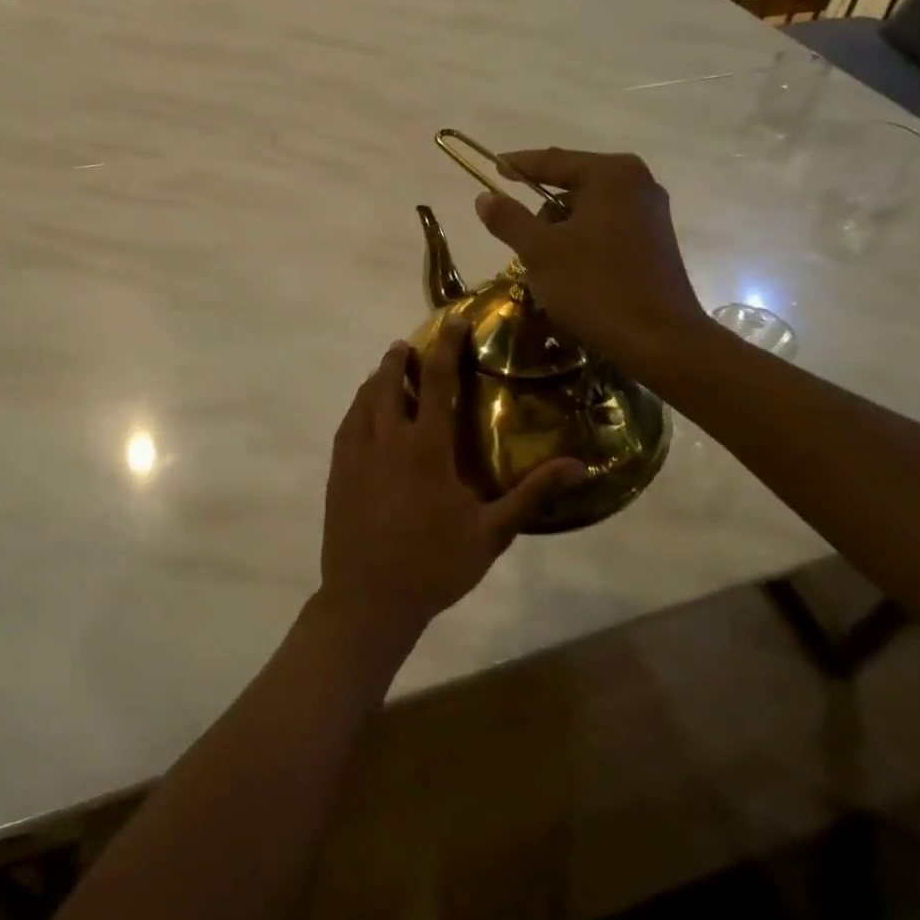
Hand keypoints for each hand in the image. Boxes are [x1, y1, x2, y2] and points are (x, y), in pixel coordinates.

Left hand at [319, 320, 585, 642]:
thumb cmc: (435, 565)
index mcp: (426, 447)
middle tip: (412, 346)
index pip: (437, 381)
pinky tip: (365, 413)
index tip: (453, 321)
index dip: (446, 346)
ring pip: (364, 400)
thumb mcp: (492, 532)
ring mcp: (356, 453)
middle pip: (390, 381)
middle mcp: (387, 439)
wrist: (368, 599)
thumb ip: (532, 494)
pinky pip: (347, 424)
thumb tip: (580, 466)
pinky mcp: (338, 471)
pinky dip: (359, 406)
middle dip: (401, 357)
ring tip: (389, 371)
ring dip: (378, 379)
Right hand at [473, 147, 707, 372]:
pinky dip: (582, 240)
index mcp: (611, 175)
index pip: (553, 161)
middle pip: (573, 183)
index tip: (493, 167)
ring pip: (589, 209)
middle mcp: (637, 183)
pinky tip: (569, 268)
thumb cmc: (595, 287)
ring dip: (560, 227)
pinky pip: (606, 227)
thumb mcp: (541, 252)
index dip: (519, 164)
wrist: (659, 340)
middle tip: (514, 231)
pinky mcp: (656, 241)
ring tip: (541, 260)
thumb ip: (509, 219)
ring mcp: (651, 213)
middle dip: (540, 205)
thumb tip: (484, 197)